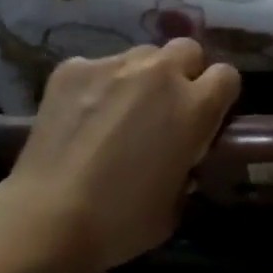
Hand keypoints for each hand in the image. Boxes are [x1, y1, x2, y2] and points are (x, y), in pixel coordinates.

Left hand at [0, 40, 240, 272]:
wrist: (46, 220)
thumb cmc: (119, 222)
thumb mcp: (176, 204)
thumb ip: (189, 165)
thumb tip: (183, 155)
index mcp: (193, 106)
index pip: (227, 75)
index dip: (218, 95)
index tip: (206, 115)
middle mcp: (160, 73)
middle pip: (187, 49)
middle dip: (183, 72)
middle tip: (165, 107)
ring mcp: (113, 64)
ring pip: (141, 56)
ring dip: (140, 77)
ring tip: (117, 110)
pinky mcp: (73, 67)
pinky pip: (97, 67)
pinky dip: (96, 85)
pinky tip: (81, 115)